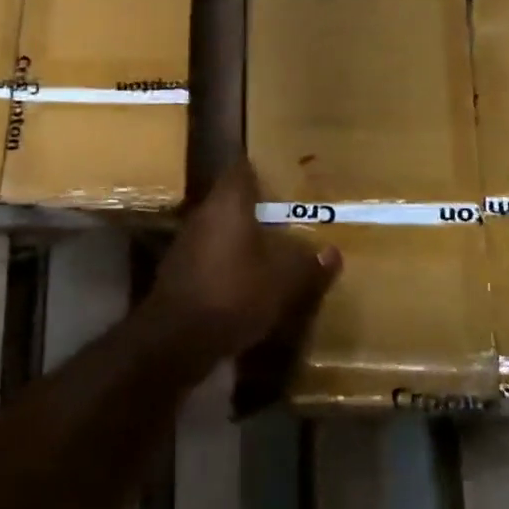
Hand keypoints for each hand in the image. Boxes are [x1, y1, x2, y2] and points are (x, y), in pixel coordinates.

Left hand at [151, 159, 342, 369]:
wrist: (176, 339)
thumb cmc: (234, 294)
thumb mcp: (283, 282)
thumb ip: (308, 264)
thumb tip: (332, 253)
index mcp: (228, 203)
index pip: (242, 169)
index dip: (262, 170)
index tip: (283, 176)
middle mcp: (203, 214)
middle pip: (231, 200)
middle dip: (257, 207)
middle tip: (286, 215)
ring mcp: (186, 242)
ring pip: (220, 228)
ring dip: (242, 236)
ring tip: (271, 248)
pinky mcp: (179, 271)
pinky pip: (210, 255)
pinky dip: (228, 261)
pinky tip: (246, 279)